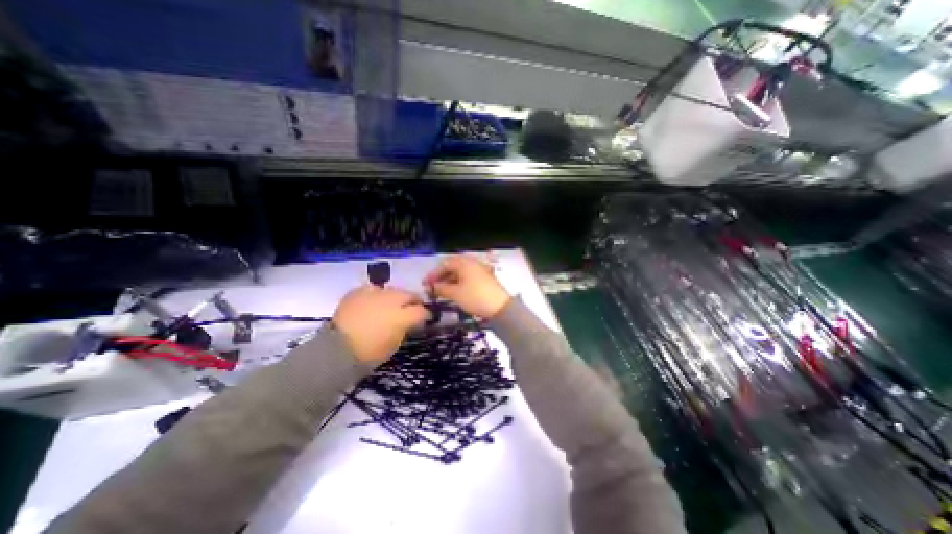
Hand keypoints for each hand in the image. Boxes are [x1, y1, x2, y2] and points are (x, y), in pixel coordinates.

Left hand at [332, 287, 427, 364]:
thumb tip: (410, 321)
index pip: (422, 311)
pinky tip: (374, 303)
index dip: (426, 314)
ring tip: (390, 305)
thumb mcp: (394, 344)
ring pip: (393, 290)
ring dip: (395, 297)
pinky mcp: (359, 291)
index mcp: (402, 316)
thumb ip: (405, 328)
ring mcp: (374, 293)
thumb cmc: (369, 353)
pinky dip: (377, 295)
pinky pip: (373, 289)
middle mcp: (391, 300)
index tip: (425, 318)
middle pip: (410, 294)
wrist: (335, 350)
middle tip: (411, 309)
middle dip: (413, 301)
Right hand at [426, 256, 512, 319]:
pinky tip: (455, 293)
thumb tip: (432, 287)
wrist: (500, 307)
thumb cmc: (475, 297)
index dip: (434, 274)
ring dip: (450, 281)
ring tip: (442, 292)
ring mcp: (480, 270)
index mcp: (464, 262)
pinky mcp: (485, 279)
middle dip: (442, 277)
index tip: (426, 284)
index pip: (445, 264)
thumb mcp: (455, 294)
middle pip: (453, 267)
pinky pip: (468, 278)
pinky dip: (459, 284)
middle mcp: (473, 263)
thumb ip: (441, 288)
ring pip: (461, 273)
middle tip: (433, 288)